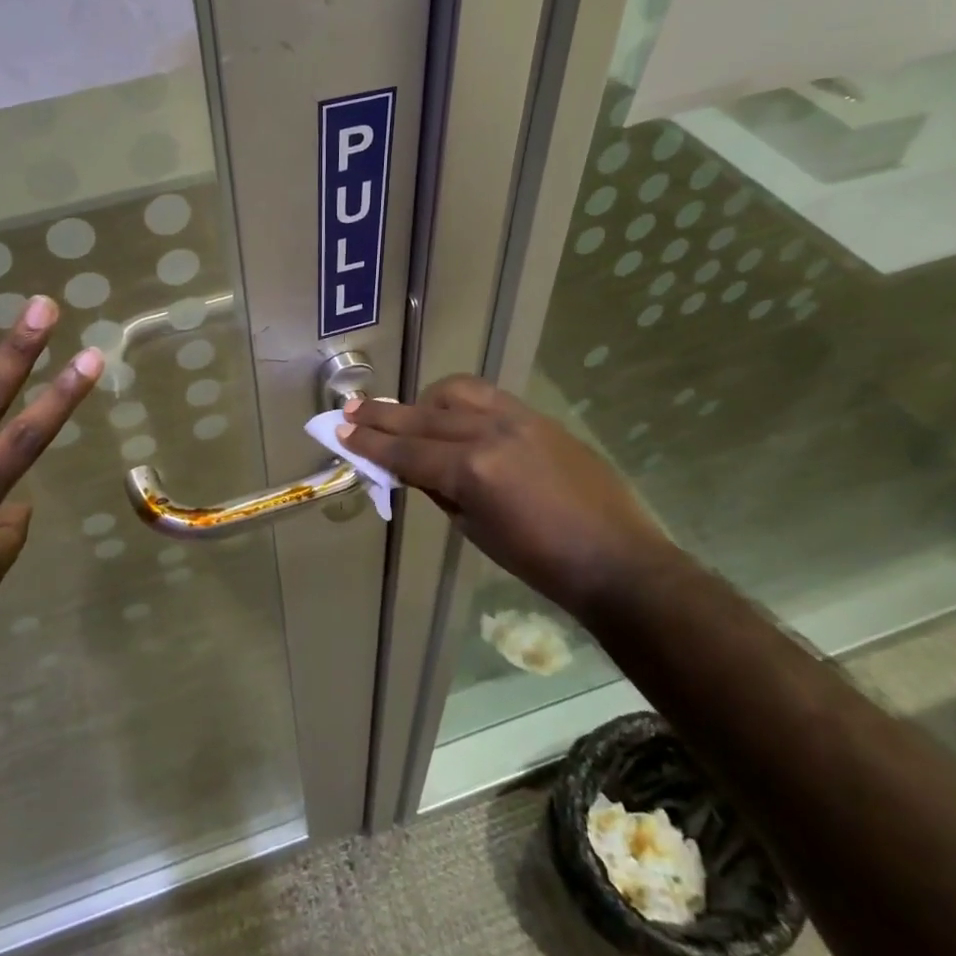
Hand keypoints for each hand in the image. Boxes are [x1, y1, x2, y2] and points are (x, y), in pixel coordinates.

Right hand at [338, 375, 680, 615]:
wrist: (615, 558)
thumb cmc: (540, 562)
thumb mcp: (476, 530)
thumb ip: (440, 490)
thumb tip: (412, 468)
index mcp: (473, 470)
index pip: (407, 452)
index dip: (370, 445)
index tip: (340, 432)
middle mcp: (490, 432)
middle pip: (423, 418)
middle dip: (382, 416)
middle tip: (350, 410)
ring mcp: (518, 418)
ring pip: (456, 393)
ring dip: (423, 402)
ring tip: (404, 413)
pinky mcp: (538, 417)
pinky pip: (487, 398)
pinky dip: (459, 402)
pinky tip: (449, 413)